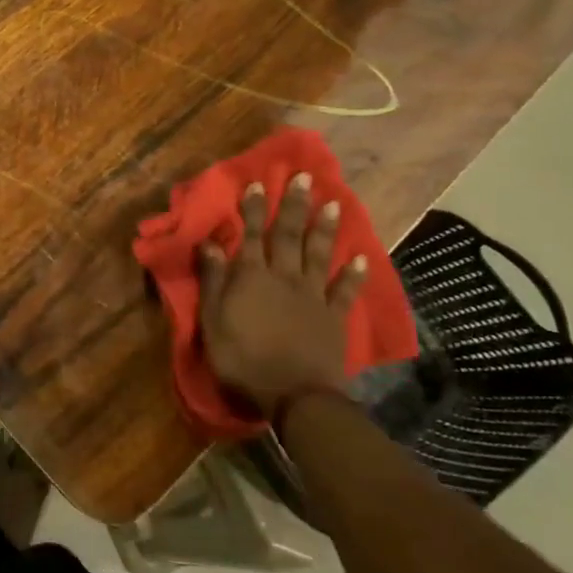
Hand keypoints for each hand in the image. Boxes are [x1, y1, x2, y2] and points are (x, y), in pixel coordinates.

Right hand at [199, 174, 367, 417]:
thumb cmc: (242, 359)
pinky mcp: (334, 317)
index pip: (251, 234)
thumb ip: (213, 280)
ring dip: (325, 227)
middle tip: (304, 177)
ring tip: (333, 202)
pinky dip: (355, 273)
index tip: (258, 183)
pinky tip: (362, 256)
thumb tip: (210, 243)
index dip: (253, 209)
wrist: (293, 395)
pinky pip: (346, 290)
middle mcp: (284, 276)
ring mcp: (313, 295)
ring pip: (319, 254)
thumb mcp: (212, 321)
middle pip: (289, 235)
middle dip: (294, 205)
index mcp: (251, 276)